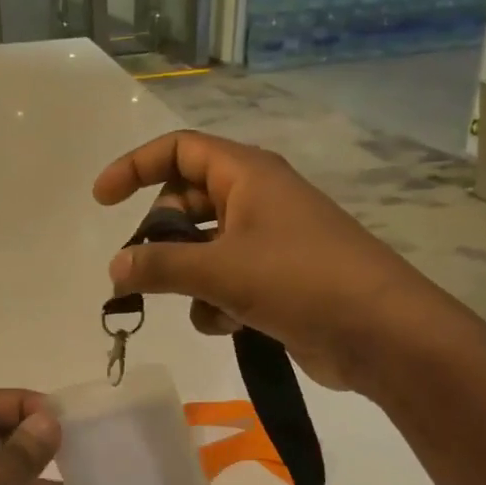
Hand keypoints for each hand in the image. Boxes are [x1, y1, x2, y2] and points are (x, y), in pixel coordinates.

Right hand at [93, 131, 469, 396]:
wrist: (384, 335)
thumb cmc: (301, 281)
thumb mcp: (220, 270)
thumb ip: (159, 265)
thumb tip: (115, 269)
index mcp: (247, 174)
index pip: (179, 149)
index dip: (135, 166)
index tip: (101, 200)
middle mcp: (257, 199)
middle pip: (187, 201)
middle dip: (161, 236)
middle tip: (143, 268)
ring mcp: (269, 240)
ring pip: (203, 246)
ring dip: (189, 277)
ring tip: (199, 303)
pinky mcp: (278, 278)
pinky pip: (226, 278)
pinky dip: (217, 300)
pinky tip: (228, 325)